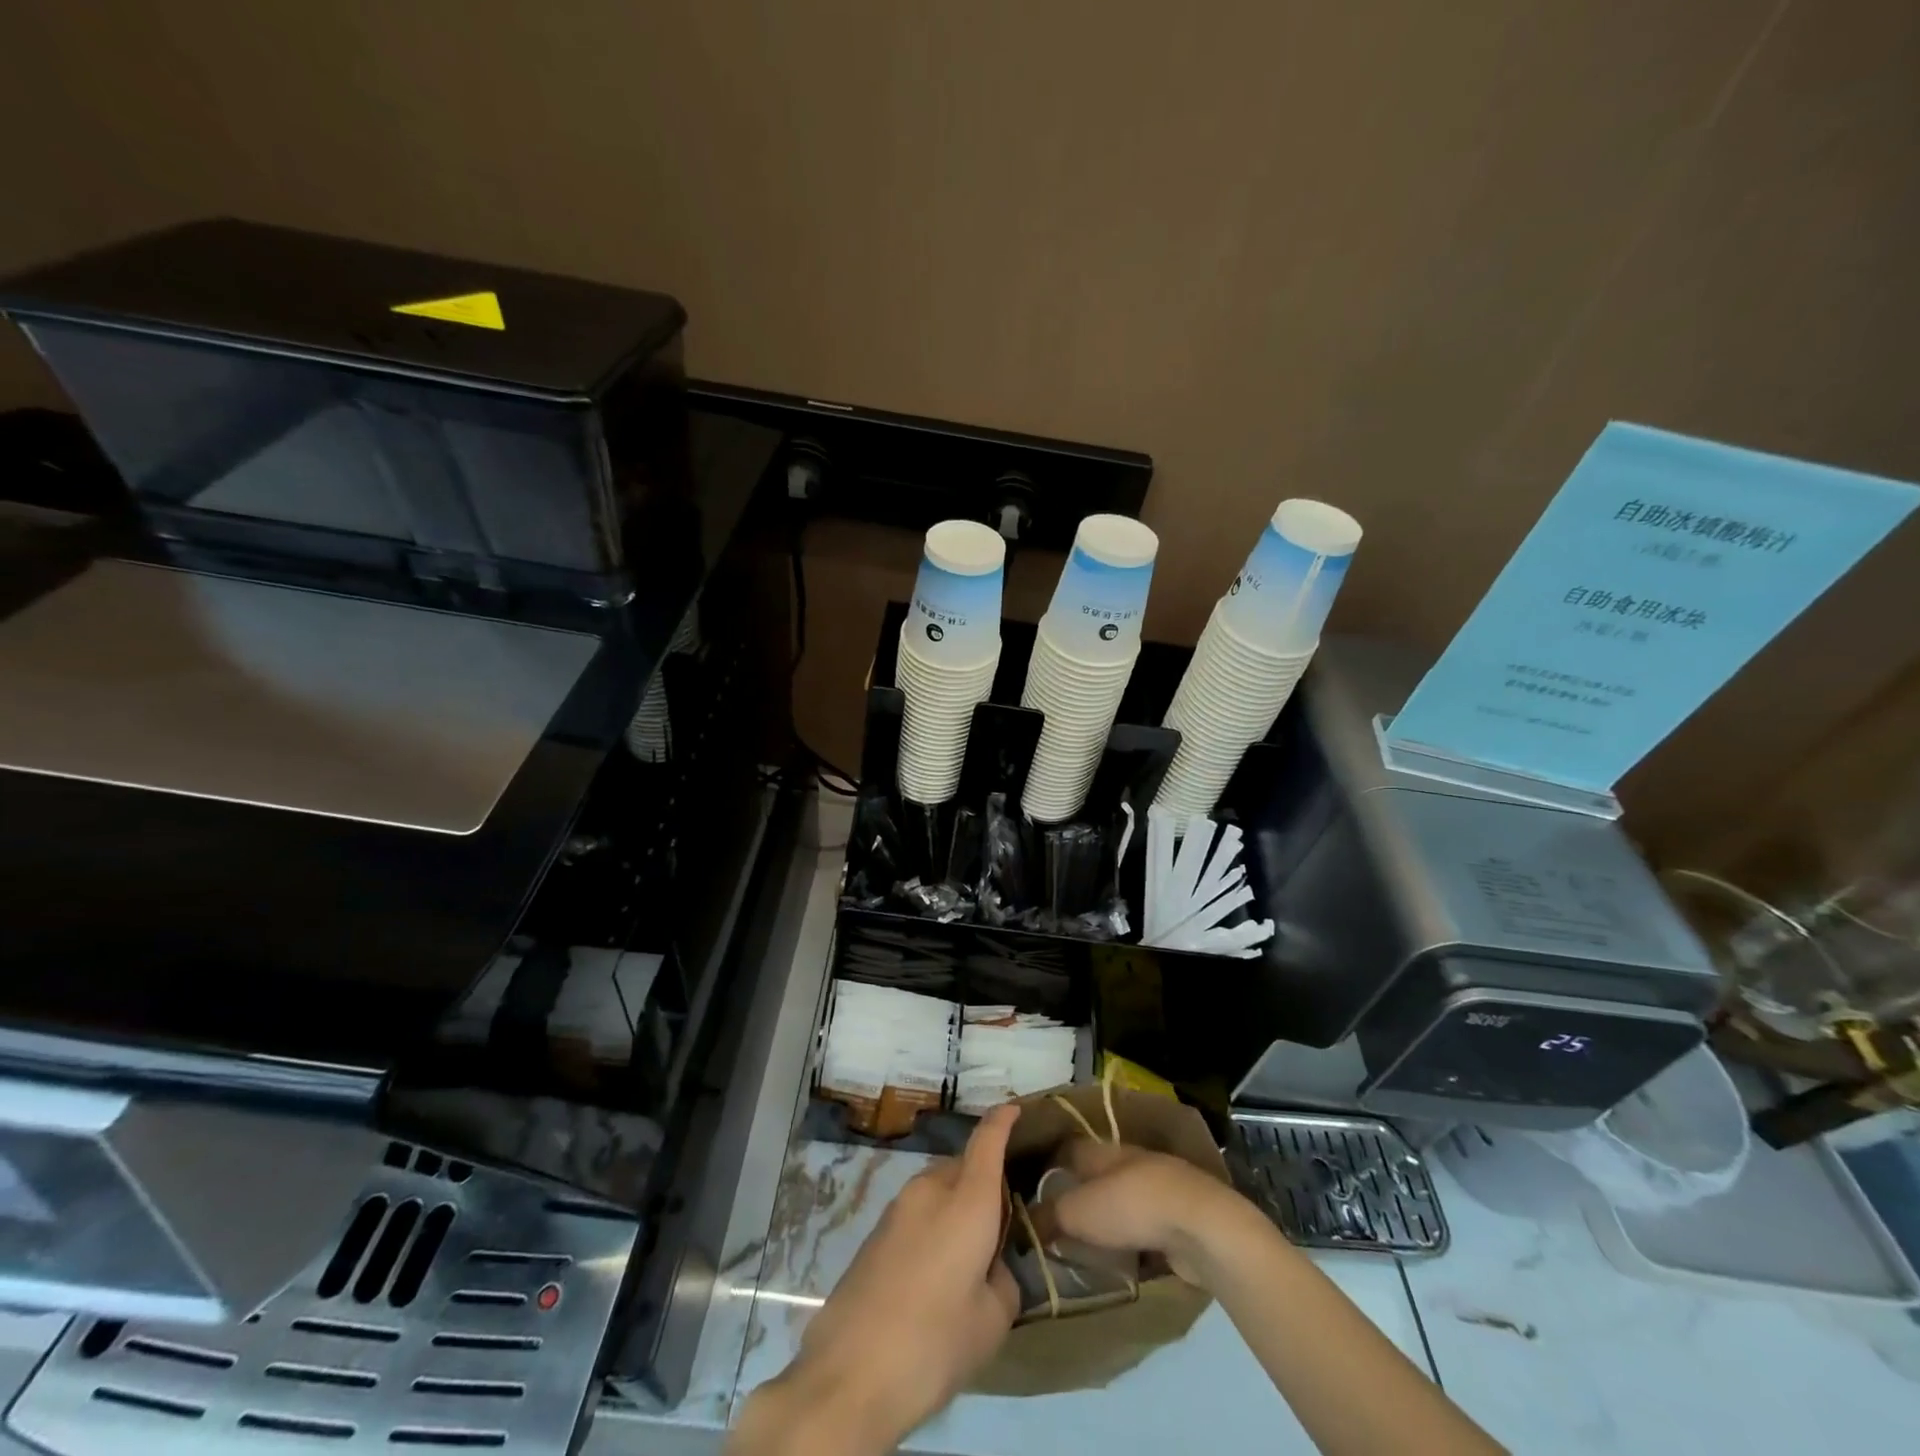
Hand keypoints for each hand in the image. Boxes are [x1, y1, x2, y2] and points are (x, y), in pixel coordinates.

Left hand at [730, 1105, 1020, 1455]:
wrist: (848, 1374)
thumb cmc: (932, 1343)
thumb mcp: (991, 1322)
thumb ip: (1003, 1281)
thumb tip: (991, 1266)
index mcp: (966, 1201)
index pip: (987, 1141)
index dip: (1003, 1120)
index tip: (1015, 1109)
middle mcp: (930, 1190)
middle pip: (964, 1166)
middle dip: (984, 1182)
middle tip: (1001, 1225)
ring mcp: (897, 1208)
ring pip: (938, 1189)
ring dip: (956, 1205)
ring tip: (968, 1256)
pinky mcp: (875, 1232)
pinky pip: (917, 1213)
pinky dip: (934, 1225)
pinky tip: (935, 1274)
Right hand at [1035, 1138, 1254, 1287]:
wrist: (1200, 1225)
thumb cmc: (1130, 1206)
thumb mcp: (1078, 1212)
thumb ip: (1050, 1215)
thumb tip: (1023, 1221)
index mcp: (1101, 1150)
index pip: (1067, 1149)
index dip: (1048, 1164)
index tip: (1030, 1185)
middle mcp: (1128, 1161)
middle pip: (1095, 1173)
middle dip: (1078, 1192)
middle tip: (1055, 1220)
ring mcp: (1157, 1187)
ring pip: (1121, 1199)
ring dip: (1107, 1216)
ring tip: (1085, 1243)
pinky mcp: (1178, 1217)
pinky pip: (1144, 1224)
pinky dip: (1132, 1237)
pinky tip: (1122, 1257)